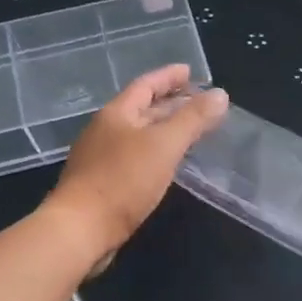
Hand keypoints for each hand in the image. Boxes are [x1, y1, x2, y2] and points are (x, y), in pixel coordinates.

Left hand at [46, 66, 228, 264]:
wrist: (81, 229)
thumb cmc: (123, 181)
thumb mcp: (164, 145)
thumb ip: (193, 119)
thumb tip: (220, 95)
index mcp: (117, 114)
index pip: (146, 85)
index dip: (169, 77)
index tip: (190, 71)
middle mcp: (106, 131)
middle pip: (142, 109)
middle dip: (170, 103)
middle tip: (199, 102)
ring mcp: (102, 158)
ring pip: (139, 135)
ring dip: (164, 129)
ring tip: (190, 131)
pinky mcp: (104, 184)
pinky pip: (136, 158)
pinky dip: (156, 153)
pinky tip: (169, 165)